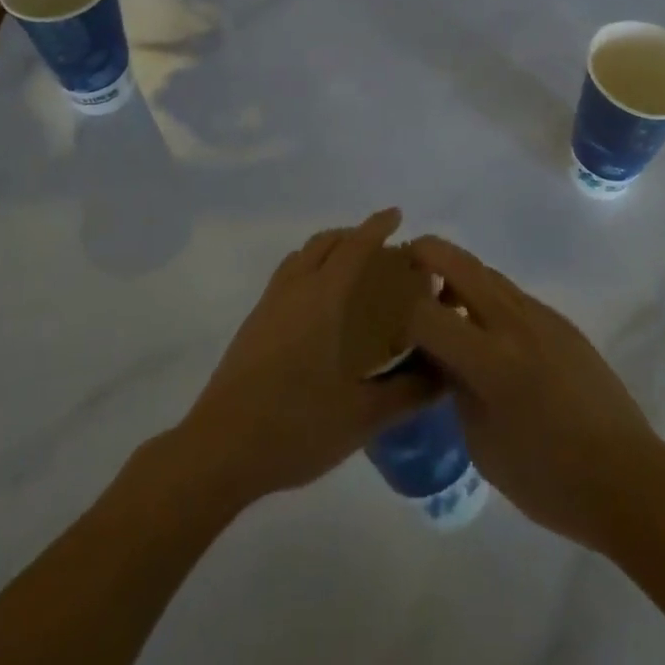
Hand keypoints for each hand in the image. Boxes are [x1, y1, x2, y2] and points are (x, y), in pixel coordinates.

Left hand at [174, 209, 436, 509]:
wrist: (219, 449)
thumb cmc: (296, 426)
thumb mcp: (361, 416)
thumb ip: (407, 393)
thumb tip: (445, 374)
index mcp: (324, 299)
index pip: (355, 248)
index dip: (377, 227)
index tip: (396, 215)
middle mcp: (295, 290)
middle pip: (325, 243)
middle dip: (353, 234)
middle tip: (379, 245)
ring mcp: (269, 305)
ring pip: (302, 256)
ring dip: (327, 249)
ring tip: (348, 267)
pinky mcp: (253, 324)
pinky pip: (287, 275)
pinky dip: (308, 267)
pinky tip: (317, 305)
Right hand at [404, 236, 664, 553]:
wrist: (627, 477)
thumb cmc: (548, 478)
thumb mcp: (483, 445)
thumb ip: (454, 388)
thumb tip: (438, 356)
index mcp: (491, 360)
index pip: (426, 313)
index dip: (398, 312)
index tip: (383, 317)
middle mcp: (513, 322)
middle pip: (458, 262)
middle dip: (424, 254)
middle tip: (403, 269)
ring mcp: (540, 315)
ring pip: (486, 272)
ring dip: (456, 275)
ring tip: (441, 302)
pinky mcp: (559, 321)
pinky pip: (511, 295)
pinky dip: (485, 297)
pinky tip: (485, 332)